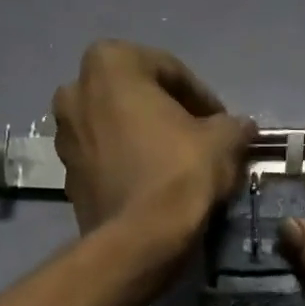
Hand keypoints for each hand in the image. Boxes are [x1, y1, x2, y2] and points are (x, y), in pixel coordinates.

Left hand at [52, 41, 255, 253]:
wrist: (138, 241)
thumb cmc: (178, 175)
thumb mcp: (222, 141)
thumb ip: (232, 124)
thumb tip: (240, 127)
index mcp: (109, 64)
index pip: (169, 71)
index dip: (202, 98)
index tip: (222, 123)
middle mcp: (75, 91)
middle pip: (135, 97)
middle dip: (167, 115)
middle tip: (199, 140)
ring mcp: (64, 137)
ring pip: (117, 129)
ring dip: (145, 140)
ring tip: (178, 165)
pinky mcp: (67, 177)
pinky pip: (106, 161)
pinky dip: (128, 166)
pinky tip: (155, 186)